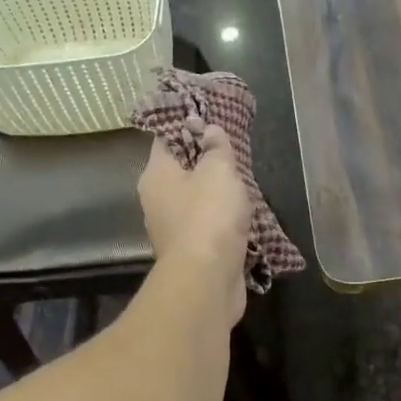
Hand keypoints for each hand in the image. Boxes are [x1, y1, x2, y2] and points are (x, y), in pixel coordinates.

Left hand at [137, 123, 250, 326]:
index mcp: (156, 175)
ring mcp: (172, 230)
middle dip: (206, 162)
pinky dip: (221, 221)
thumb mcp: (218, 171)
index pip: (166, 139)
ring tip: (244, 185)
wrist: (207, 280)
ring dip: (216, 195)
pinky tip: (241, 218)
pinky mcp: (190, 253)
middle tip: (234, 152)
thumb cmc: (209, 216)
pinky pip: (206, 227)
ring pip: (195, 201)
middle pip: (181, 171)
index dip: (188, 126)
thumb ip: (216, 148)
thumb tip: (209, 130)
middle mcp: (157, 200)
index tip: (213, 120)